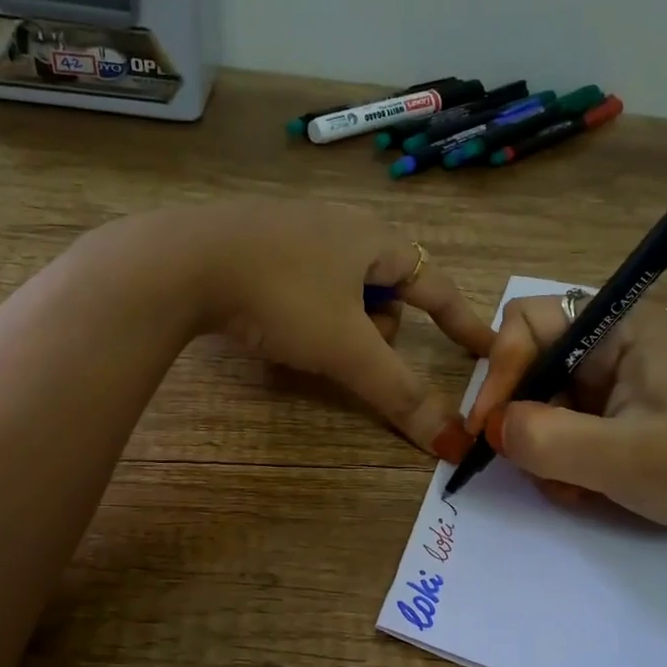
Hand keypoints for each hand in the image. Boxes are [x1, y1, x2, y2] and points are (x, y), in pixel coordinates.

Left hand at [149, 200, 493, 455]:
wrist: (180, 262)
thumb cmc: (281, 295)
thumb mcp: (346, 349)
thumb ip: (400, 393)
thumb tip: (452, 442)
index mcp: (375, 239)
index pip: (437, 285)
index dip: (464, 321)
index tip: (486, 349)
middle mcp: (341, 224)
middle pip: (386, 292)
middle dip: (376, 330)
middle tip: (349, 352)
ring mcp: (294, 227)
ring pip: (342, 290)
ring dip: (337, 324)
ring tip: (302, 341)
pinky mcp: (255, 239)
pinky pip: (302, 282)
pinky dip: (302, 309)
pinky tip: (271, 322)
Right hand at [465, 296, 666, 535]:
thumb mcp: (628, 459)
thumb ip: (549, 440)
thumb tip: (491, 429)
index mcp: (620, 326)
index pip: (527, 323)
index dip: (500, 371)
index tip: (489, 429)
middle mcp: (612, 342)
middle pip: (530, 365)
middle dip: (524, 419)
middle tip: (532, 467)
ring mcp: (615, 379)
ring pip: (543, 402)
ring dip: (545, 449)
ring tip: (577, 487)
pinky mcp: (619, 411)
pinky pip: (566, 426)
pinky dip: (565, 460)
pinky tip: (591, 488)